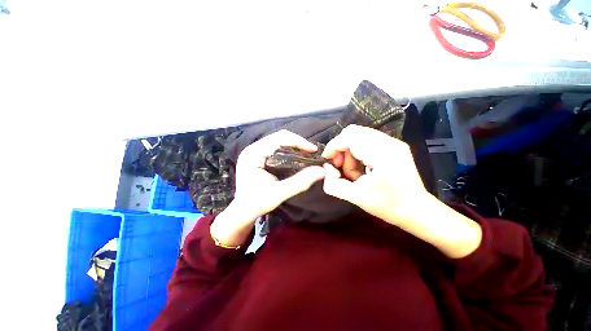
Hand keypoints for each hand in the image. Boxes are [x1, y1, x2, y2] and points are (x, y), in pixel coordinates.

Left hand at [211, 130, 325, 246]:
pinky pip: (275, 148)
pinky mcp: (257, 157)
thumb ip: (300, 182)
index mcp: (253, 154)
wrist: (242, 211)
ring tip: (306, 154)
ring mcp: (254, 152)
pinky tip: (295, 158)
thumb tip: (321, 171)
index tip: (314, 150)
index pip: (279, 138)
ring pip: (278, 141)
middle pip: (279, 137)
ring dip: (293, 146)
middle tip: (312, 153)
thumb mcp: (279, 193)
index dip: (299, 142)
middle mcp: (252, 149)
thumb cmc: (257, 203)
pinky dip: (287, 151)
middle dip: (297, 143)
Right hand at [321, 125, 427, 225]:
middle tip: (339, 167)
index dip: (333, 146)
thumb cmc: (388, 205)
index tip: (327, 161)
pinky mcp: (393, 147)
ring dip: (350, 153)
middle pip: (353, 132)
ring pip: (359, 136)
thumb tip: (325, 171)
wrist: (418, 211)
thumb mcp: (356, 197)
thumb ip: (334, 184)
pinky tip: (362, 169)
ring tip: (354, 173)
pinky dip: (358, 153)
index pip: (349, 136)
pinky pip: (367, 142)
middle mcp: (389, 142)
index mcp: (382, 153)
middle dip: (341, 148)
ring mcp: (393, 143)